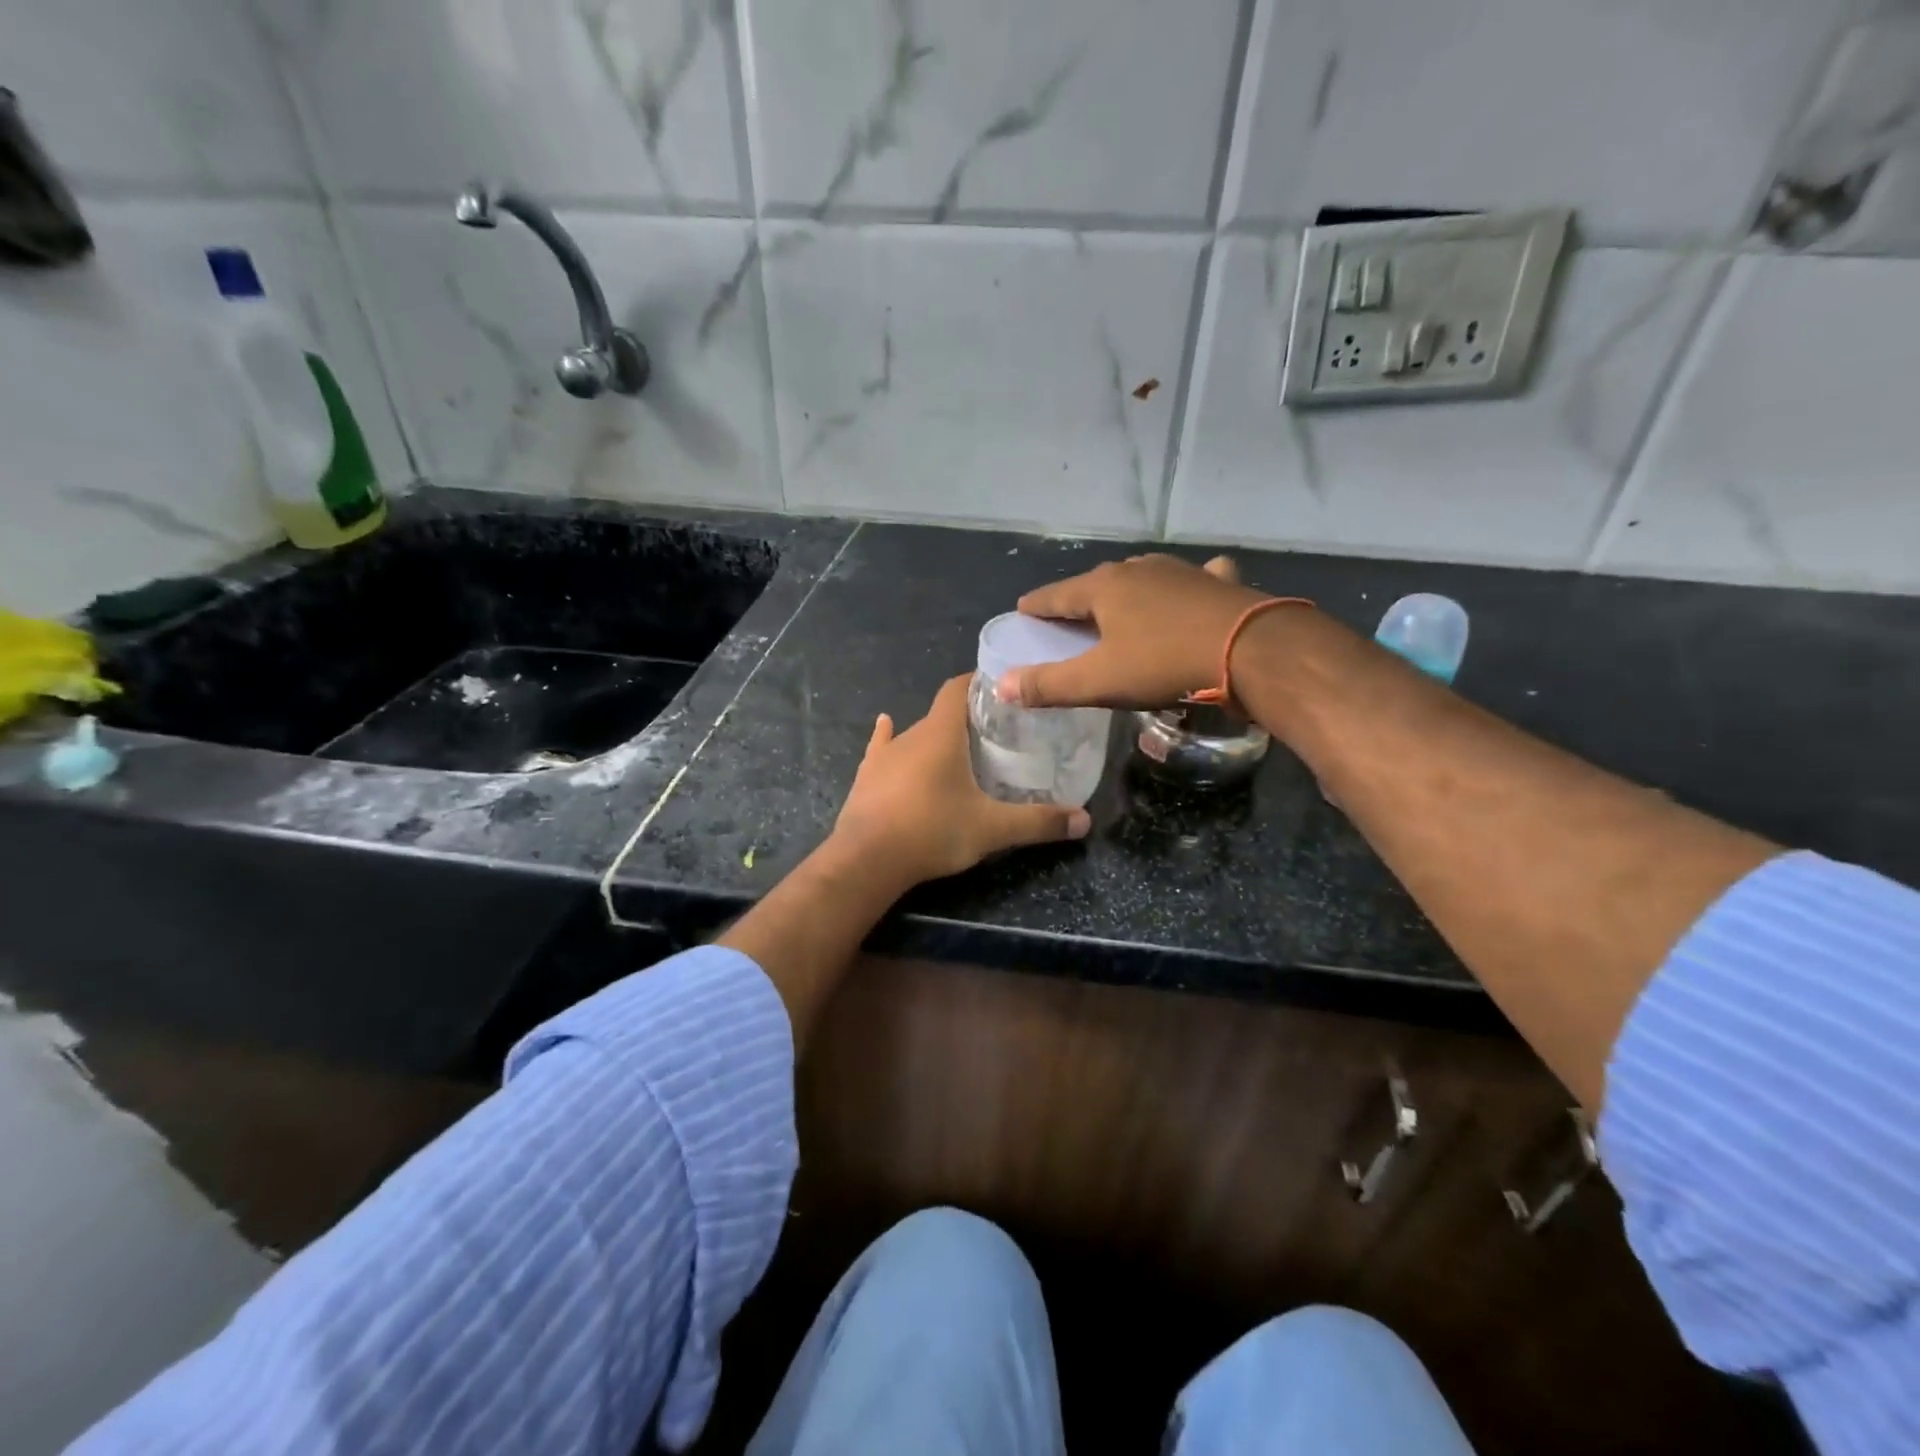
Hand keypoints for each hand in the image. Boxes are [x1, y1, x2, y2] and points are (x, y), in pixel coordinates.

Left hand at [832, 675, 1091, 885]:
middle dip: (966, 718)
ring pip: (914, 734)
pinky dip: (889, 739)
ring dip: (935, 737)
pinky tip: (886, 725)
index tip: (1002, 689)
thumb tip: (1085, 820)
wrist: (866, 861)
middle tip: (995, 733)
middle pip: (941, 714)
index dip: (979, 682)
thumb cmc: (932, 831)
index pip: (958, 688)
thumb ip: (1038, 822)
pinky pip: (881, 748)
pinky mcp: (866, 777)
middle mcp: (909, 734)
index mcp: (940, 734)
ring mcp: (883, 756)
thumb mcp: (992, 829)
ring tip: (958, 748)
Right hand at [1002, 554, 1270, 708]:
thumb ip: (1048, 685)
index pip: (1055, 595)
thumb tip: (1002, 686)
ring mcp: (1181, 571)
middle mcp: (1138, 569)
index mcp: (1104, 588)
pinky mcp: (1217, 582)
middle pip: (1096, 584)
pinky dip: (1184, 587)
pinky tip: (1190, 591)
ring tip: (1120, 610)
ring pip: (1142, 577)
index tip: (1023, 613)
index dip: (1036, 607)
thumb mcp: (1099, 682)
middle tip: (1069, 622)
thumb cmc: (1164, 664)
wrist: (1252, 651)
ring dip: (1127, 592)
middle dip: (1079, 600)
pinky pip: (1192, 580)